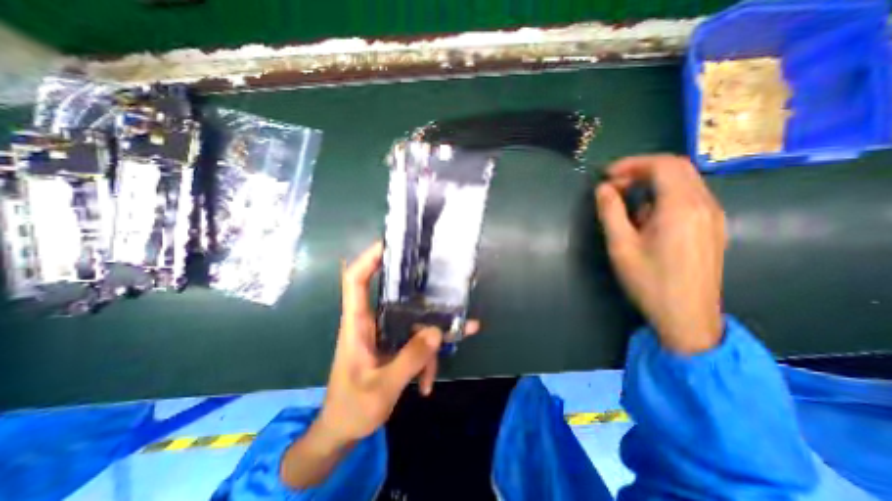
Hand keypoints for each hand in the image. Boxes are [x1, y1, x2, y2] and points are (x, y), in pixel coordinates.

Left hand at [285, 241, 481, 486]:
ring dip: (431, 336)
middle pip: (393, 294)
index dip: (368, 258)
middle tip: (440, 281)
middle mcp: (371, 322)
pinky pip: (415, 341)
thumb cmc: (352, 409)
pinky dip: (426, 358)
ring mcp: (385, 334)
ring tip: (452, 347)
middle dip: (416, 287)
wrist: (342, 432)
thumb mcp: (382, 388)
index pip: (355, 280)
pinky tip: (429, 384)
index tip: (389, 244)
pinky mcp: (394, 345)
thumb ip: (409, 359)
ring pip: (411, 321)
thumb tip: (436, 331)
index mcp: (357, 324)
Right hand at [592, 155, 724, 353]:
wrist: (687, 316)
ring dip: (653, 183)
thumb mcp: (621, 246)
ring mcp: (713, 216)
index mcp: (682, 207)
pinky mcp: (712, 227)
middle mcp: (704, 205)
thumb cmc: (649, 281)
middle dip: (642, 170)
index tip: (607, 176)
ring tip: (627, 204)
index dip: (632, 164)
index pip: (663, 165)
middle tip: (615, 186)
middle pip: (677, 168)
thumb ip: (611, 212)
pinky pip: (689, 197)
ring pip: (684, 182)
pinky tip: (648, 218)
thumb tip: (603, 189)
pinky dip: (664, 196)